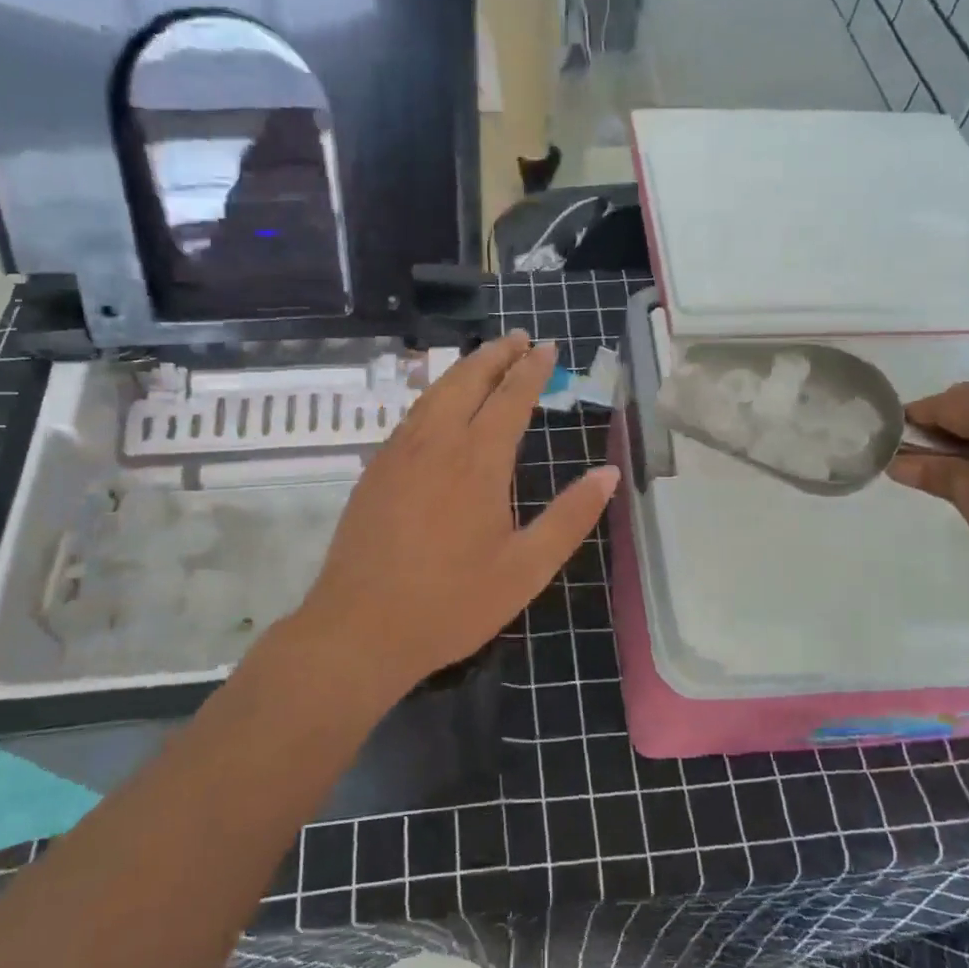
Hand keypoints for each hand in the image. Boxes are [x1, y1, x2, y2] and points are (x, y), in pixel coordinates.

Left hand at [294, 331, 619, 696]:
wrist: (359, 629)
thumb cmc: (452, 603)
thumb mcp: (526, 569)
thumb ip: (571, 517)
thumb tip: (609, 473)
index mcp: (478, 461)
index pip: (511, 398)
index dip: (532, 370)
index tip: (547, 348)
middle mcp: (437, 443)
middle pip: (468, 380)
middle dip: (497, 354)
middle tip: (519, 338)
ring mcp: (399, 452)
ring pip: (435, 392)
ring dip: (465, 369)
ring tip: (487, 358)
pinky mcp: (376, 469)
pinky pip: (413, 415)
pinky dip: (437, 395)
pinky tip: (442, 406)